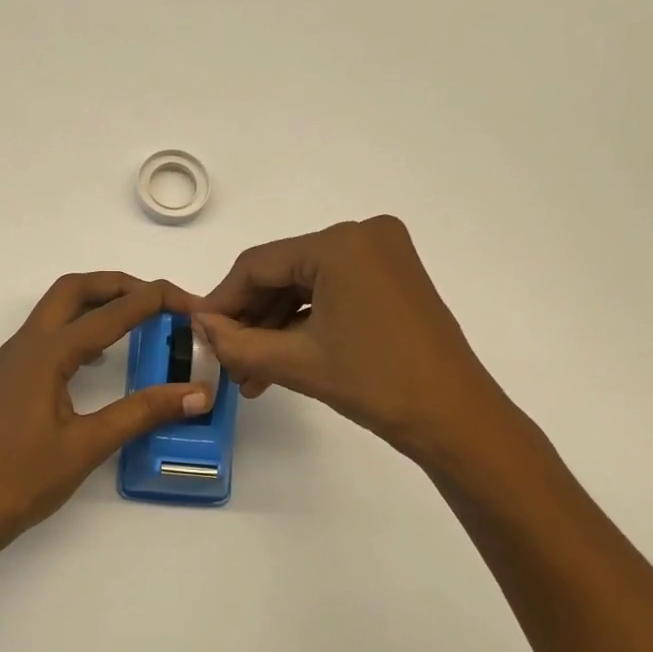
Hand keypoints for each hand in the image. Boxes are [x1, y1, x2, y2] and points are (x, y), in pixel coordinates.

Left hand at [0, 273, 212, 550]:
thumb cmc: (23, 479)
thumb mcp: (89, 445)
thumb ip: (143, 412)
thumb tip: (198, 393)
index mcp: (45, 354)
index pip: (109, 313)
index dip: (153, 300)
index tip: (190, 302)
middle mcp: (26, 345)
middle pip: (74, 290)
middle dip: (120, 284)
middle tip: (161, 298)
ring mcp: (14, 360)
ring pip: (58, 308)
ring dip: (98, 301)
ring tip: (139, 317)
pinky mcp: (12, 378)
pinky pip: (50, 333)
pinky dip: (81, 326)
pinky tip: (103, 355)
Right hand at [195, 217, 529, 470]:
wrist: (455, 418)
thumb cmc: (375, 383)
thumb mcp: (296, 362)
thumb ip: (237, 341)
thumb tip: (197, 324)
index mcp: (340, 243)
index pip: (258, 264)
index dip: (222, 300)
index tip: (199, 332)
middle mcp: (363, 234)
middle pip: (283, 272)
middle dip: (252, 319)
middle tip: (228, 361)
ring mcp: (384, 254)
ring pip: (307, 284)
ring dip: (277, 326)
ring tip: (252, 374)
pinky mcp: (394, 276)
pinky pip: (334, 290)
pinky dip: (307, 321)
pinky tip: (282, 358)